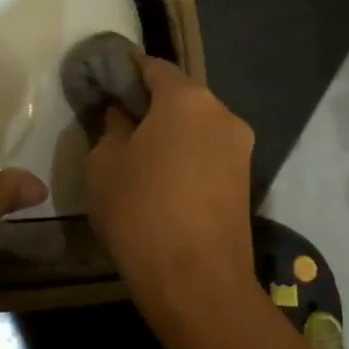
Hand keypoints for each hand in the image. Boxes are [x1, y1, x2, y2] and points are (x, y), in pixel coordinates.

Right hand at [85, 57, 256, 342]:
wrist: (198, 282)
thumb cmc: (141, 212)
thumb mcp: (104, 164)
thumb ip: (111, 127)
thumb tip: (122, 115)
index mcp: (187, 99)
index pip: (152, 66)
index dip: (125, 71)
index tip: (103, 83)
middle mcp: (222, 113)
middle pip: (180, 95)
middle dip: (149, 104)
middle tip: (116, 123)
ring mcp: (240, 147)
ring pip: (196, 125)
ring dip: (170, 132)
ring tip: (138, 156)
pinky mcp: (245, 179)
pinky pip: (208, 152)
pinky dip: (186, 155)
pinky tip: (163, 180)